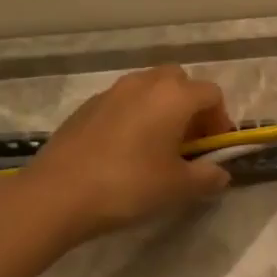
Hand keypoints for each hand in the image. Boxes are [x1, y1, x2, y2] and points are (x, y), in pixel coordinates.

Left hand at [18, 66, 234, 244]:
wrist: (56, 194)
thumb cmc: (129, 185)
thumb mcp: (178, 187)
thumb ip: (207, 177)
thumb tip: (220, 173)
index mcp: (174, 96)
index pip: (212, 94)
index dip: (220, 120)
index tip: (213, 149)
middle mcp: (144, 83)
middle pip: (179, 82)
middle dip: (190, 107)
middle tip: (188, 142)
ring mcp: (111, 92)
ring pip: (149, 89)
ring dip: (161, 109)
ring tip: (156, 146)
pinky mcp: (86, 107)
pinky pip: (123, 102)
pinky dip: (134, 117)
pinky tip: (124, 151)